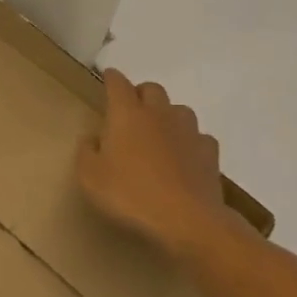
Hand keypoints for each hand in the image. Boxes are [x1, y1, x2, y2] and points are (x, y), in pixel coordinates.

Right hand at [77, 69, 255, 265]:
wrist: (187, 220)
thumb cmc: (130, 194)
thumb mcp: (90, 177)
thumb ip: (86, 152)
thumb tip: (93, 139)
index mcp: (126, 114)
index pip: (118, 83)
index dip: (111, 78)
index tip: (107, 77)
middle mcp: (159, 114)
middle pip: (152, 89)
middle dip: (140, 93)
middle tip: (130, 111)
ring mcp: (188, 132)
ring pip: (178, 109)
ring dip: (167, 115)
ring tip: (158, 133)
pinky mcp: (210, 153)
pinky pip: (199, 137)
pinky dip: (189, 141)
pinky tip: (184, 157)